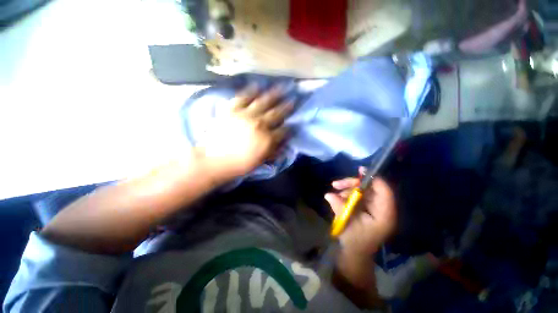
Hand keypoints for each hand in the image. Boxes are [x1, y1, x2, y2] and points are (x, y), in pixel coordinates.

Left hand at [198, 84, 293, 181]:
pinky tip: (257, 84)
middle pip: (277, 113)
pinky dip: (250, 90)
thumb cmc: (239, 164)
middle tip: (293, 99)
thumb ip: (274, 151)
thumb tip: (284, 143)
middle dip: (287, 107)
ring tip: (282, 86)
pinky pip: (243, 97)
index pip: (283, 131)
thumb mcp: (260, 161)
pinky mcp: (233, 109)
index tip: (293, 124)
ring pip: (263, 102)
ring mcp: (246, 115)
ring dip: (274, 94)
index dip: (289, 127)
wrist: (214, 160)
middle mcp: (260, 124)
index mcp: (267, 139)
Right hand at [325, 167, 396, 256]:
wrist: (355, 253)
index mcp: (384, 215)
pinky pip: (357, 195)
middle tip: (336, 184)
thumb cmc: (355, 241)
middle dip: (352, 184)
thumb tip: (328, 195)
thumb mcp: (347, 224)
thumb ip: (339, 208)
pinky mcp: (366, 207)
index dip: (374, 179)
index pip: (384, 192)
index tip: (360, 170)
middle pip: (370, 188)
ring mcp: (373, 207)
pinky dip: (347, 194)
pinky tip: (337, 197)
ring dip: (347, 189)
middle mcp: (381, 209)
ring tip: (334, 192)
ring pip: (362, 190)